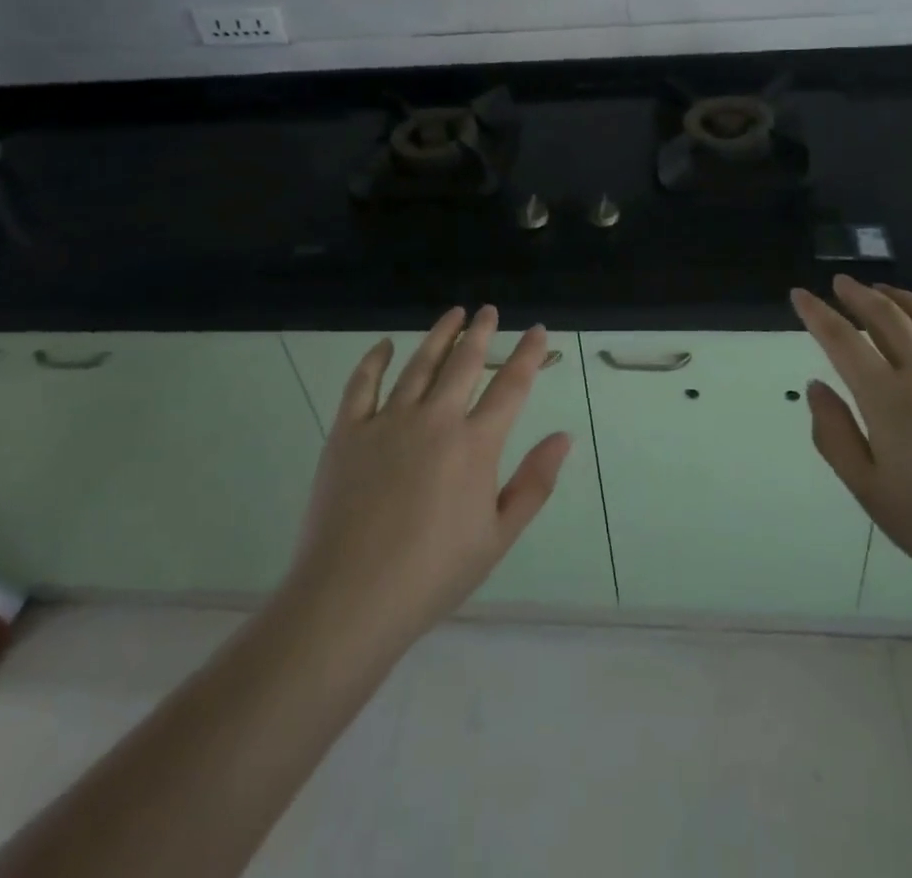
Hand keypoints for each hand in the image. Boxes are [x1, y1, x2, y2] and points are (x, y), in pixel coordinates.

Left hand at [279, 306, 570, 655]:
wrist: (349, 600)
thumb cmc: (432, 575)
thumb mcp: (498, 537)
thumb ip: (534, 483)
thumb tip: (563, 436)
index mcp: (475, 445)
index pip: (510, 386)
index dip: (527, 354)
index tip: (536, 330)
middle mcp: (435, 420)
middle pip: (464, 363)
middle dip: (480, 332)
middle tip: (488, 311)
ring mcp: (388, 421)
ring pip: (419, 364)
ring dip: (440, 335)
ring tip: (453, 313)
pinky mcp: (348, 432)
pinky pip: (362, 384)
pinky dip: (375, 360)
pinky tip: (386, 345)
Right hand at [791, 276, 911, 613]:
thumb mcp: (873, 493)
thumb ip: (835, 436)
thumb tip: (816, 387)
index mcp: (887, 398)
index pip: (842, 340)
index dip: (817, 313)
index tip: (800, 295)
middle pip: (886, 316)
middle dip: (858, 294)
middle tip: (841, 282)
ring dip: (901, 298)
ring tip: (884, 291)